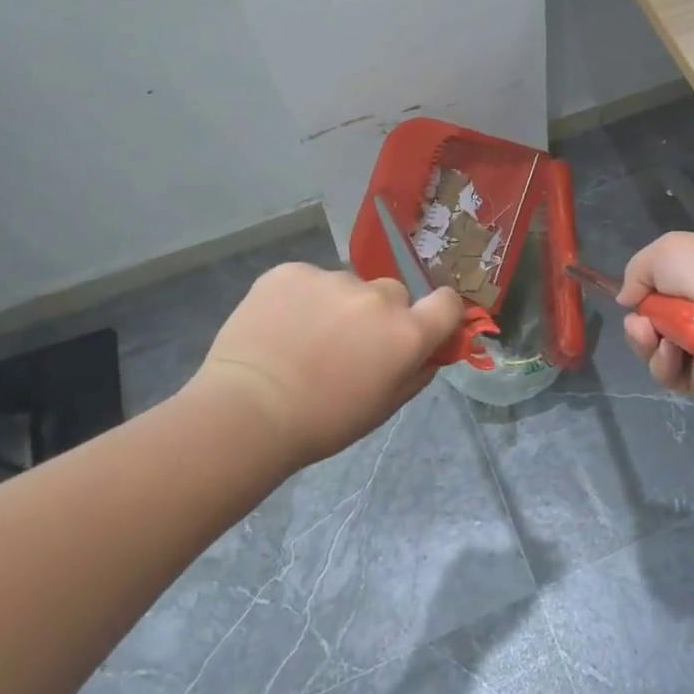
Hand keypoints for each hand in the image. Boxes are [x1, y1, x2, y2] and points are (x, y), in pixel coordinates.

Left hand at [188, 263, 463, 466]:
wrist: (247, 411)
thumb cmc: (322, 422)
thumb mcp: (383, 408)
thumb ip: (416, 373)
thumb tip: (430, 352)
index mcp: (406, 333)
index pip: (447, 302)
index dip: (439, 312)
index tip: (423, 325)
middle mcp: (377, 297)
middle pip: (393, 293)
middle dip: (380, 314)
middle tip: (349, 344)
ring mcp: (333, 279)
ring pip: (347, 286)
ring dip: (337, 305)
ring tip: (303, 338)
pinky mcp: (291, 271)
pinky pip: (308, 280)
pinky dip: (300, 297)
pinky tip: (279, 326)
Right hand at [617, 232, 693, 403]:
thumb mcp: (665, 250)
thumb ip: (637, 271)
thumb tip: (629, 299)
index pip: (663, 281)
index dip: (643, 288)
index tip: (632, 295)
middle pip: (652, 318)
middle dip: (637, 321)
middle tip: (640, 323)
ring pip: (654, 347)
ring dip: (644, 341)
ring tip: (651, 336)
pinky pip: (668, 372)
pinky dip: (663, 362)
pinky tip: (674, 353)